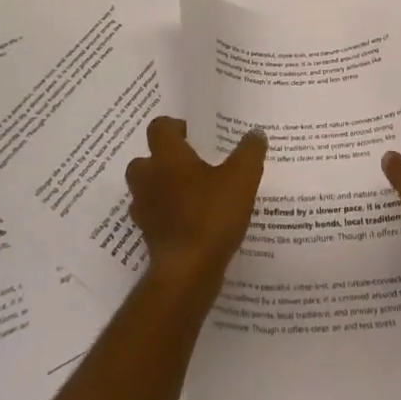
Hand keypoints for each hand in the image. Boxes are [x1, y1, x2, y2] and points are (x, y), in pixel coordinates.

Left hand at [125, 117, 267, 287]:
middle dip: (164, 160)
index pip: (159, 127)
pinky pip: (155, 217)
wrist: (187, 273)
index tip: (196, 135)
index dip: (175, 127)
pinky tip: (192, 222)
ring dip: (163, 188)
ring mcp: (144, 210)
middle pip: (146, 159)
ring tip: (193, 194)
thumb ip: (250, 151)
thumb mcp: (242, 178)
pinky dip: (168, 216)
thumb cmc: (211, 215)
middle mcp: (148, 179)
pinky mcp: (148, 237)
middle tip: (192, 164)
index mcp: (167, 156)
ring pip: (147, 190)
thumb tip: (255, 133)